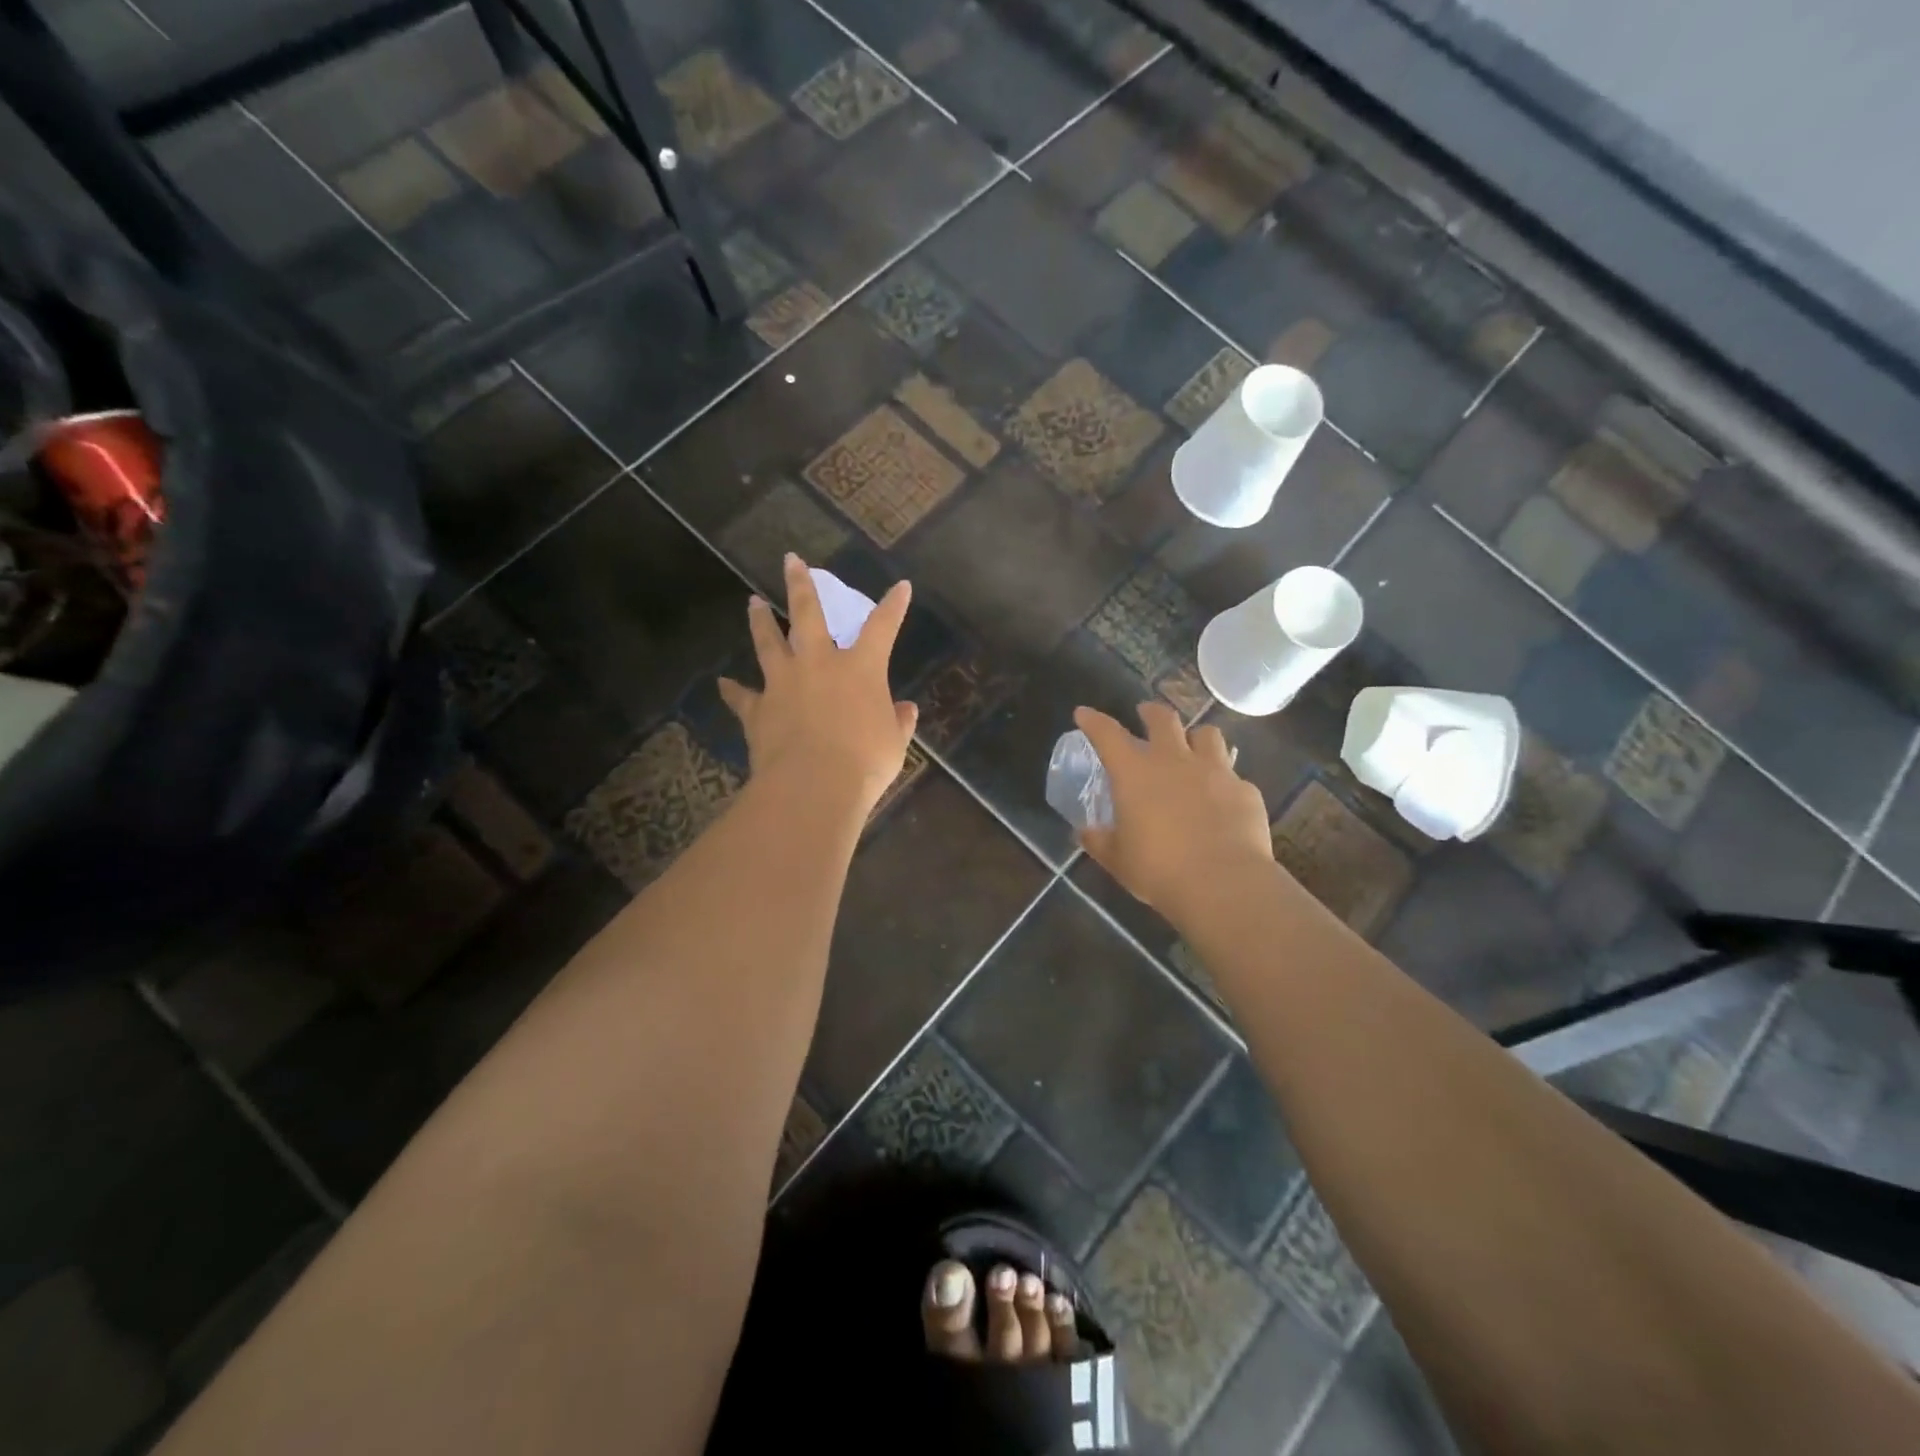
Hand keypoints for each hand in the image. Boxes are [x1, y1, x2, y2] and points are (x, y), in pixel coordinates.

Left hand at [718, 554, 918, 811]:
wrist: (813, 786)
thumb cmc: (864, 762)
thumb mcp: (894, 743)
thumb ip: (899, 721)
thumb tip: (906, 709)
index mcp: (861, 669)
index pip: (882, 627)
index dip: (893, 606)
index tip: (901, 587)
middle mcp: (819, 664)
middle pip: (808, 613)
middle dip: (801, 584)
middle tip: (791, 561)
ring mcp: (783, 683)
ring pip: (768, 642)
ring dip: (760, 621)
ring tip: (752, 602)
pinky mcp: (758, 709)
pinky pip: (741, 697)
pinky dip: (732, 690)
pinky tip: (723, 683)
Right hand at [1075, 703, 1273, 921]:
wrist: (1223, 883)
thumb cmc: (1158, 869)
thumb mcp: (1118, 860)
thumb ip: (1101, 841)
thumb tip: (1086, 833)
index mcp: (1135, 773)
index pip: (1107, 734)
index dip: (1093, 721)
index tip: (1084, 714)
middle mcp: (1174, 761)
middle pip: (1163, 719)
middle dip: (1151, 712)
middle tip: (1146, 713)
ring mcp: (1215, 771)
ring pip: (1207, 734)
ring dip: (1196, 737)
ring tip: (1193, 748)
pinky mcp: (1245, 790)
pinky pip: (1233, 776)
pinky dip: (1224, 782)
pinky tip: (1222, 799)